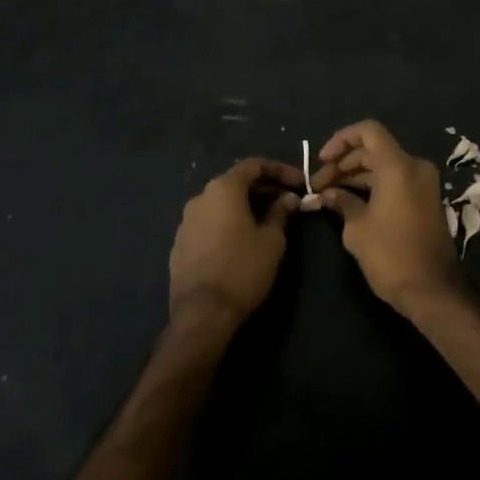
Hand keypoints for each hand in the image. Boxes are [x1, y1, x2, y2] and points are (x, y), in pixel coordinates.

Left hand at [169, 157, 300, 330]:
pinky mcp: (180, 244)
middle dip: (263, 188)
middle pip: (236, 182)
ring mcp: (186, 221)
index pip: (254, 165)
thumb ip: (280, 212)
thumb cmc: (243, 270)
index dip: (280, 170)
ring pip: (221, 203)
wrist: (202, 314)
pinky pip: (209, 222)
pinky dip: (228, 223)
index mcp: (223, 189)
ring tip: (267, 221)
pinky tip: (242, 240)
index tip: (300, 183)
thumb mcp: (272, 240)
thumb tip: (288, 198)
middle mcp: (200, 198)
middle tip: (287, 201)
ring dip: (245, 206)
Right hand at [313, 121, 461, 315]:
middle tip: (319, 186)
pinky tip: (350, 202)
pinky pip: (395, 181)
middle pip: (374, 150)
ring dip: (356, 176)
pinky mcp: (425, 199)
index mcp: (398, 166)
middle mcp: (415, 167)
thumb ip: (341, 201)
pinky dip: (373, 186)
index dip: (341, 139)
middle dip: (344, 163)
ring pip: (384, 166)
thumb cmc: (391, 255)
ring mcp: (423, 183)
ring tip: (329, 195)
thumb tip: (327, 193)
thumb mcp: (357, 228)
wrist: (432, 290)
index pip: (369, 131)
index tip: (322, 160)